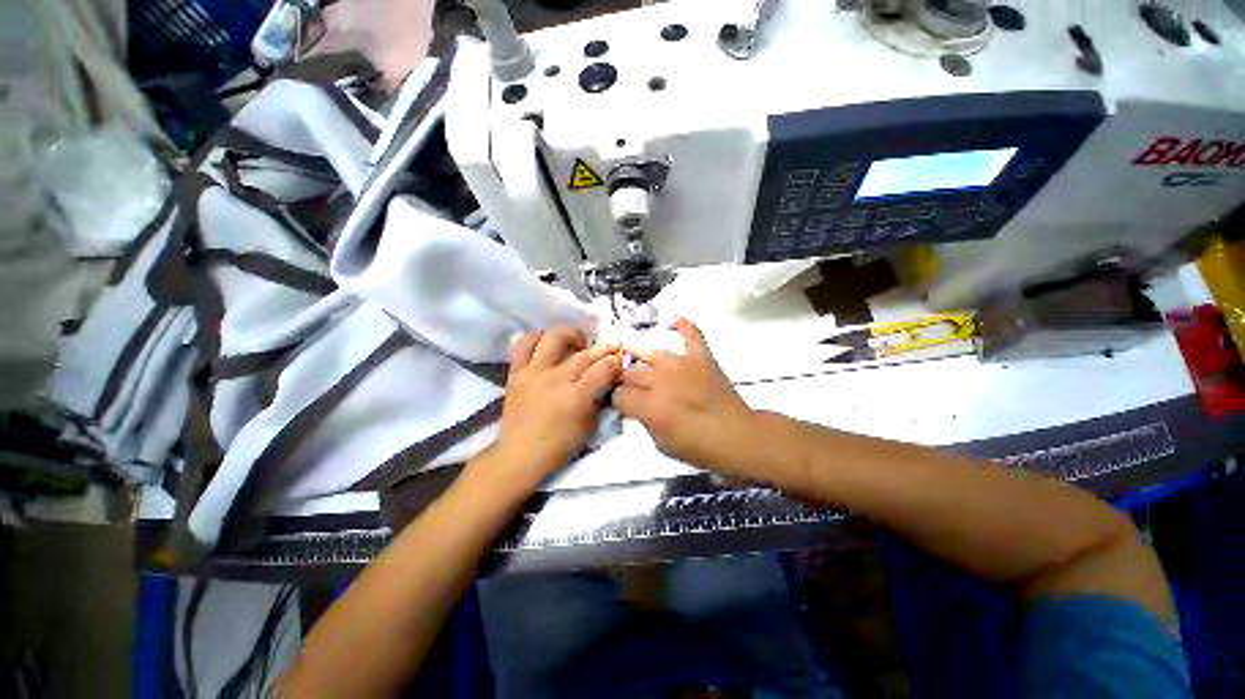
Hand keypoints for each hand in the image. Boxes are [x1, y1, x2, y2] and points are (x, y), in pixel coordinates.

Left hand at [487, 328, 621, 486]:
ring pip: (553, 338)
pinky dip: (536, 338)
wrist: (520, 454)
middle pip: (584, 354)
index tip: (620, 359)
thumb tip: (606, 381)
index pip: (602, 370)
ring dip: (569, 335)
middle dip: (602, 349)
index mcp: (575, 396)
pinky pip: (523, 345)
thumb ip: (598, 400)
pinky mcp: (516, 373)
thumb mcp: (588, 426)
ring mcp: (533, 373)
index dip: (615, 362)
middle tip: (610, 348)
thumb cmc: (558, 446)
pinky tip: (546, 342)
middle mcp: (554, 379)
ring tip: (576, 342)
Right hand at [613, 318, 758, 475]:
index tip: (620, 403)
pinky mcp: (701, 357)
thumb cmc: (699, 447)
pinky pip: (690, 334)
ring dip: (638, 355)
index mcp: (649, 406)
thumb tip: (635, 407)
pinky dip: (682, 325)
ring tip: (629, 354)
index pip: (618, 395)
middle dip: (624, 381)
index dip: (616, 400)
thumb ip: (643, 420)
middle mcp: (660, 381)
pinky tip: (672, 322)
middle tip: (627, 386)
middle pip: (630, 373)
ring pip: (650, 354)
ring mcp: (681, 365)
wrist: (737, 437)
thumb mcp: (661, 442)